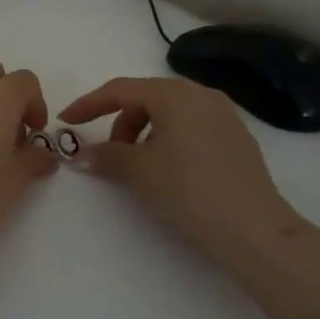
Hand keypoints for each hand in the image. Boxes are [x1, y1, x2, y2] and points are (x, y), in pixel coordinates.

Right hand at [59, 77, 300, 259]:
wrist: (253, 229)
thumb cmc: (188, 190)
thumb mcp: (139, 171)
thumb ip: (106, 155)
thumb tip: (83, 154)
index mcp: (174, 94)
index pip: (120, 89)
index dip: (88, 104)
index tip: (66, 121)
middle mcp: (201, 94)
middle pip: (147, 98)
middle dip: (120, 122)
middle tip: (109, 154)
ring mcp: (224, 115)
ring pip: (170, 113)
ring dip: (145, 133)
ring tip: (139, 166)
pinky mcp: (237, 138)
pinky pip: (191, 127)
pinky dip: (169, 140)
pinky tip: (169, 171)